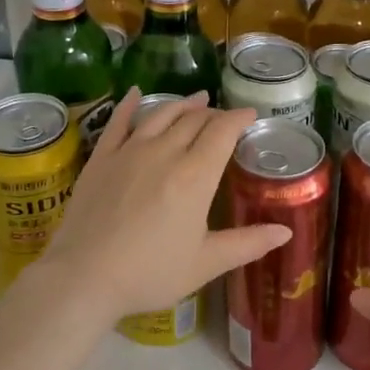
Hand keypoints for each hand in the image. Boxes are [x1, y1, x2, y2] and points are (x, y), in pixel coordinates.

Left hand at [26, 89, 289, 323]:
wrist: (84, 277)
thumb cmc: (150, 273)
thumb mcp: (205, 263)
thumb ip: (248, 243)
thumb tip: (286, 231)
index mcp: (195, 176)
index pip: (223, 132)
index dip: (239, 119)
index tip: (250, 114)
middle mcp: (165, 152)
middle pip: (194, 120)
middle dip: (214, 114)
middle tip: (224, 116)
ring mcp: (130, 151)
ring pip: (162, 115)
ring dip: (182, 104)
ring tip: (196, 98)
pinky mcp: (102, 157)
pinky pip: (119, 122)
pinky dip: (130, 104)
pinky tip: (136, 93)